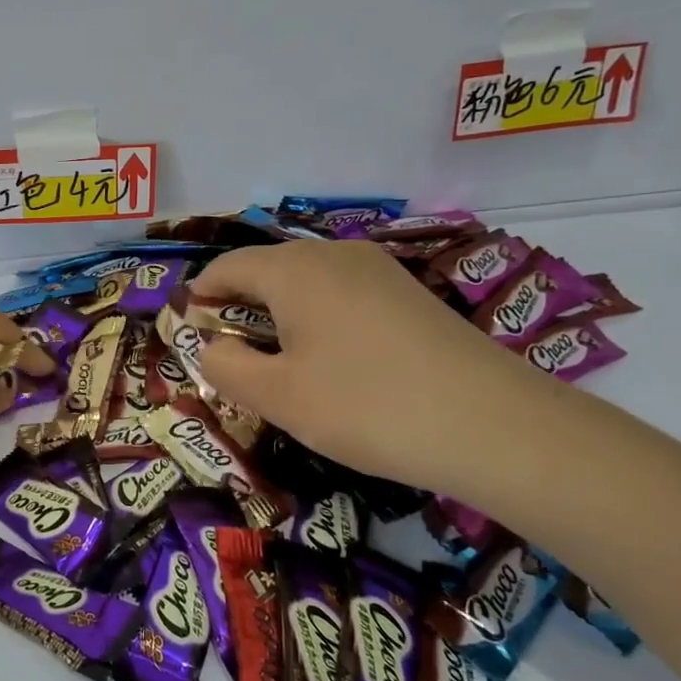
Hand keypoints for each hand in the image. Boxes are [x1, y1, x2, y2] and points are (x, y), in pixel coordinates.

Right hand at [192, 240, 547, 494]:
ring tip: (279, 367)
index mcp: (294, 269)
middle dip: (239, 310)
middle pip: (267, 272)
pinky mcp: (409, 296)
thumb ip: (228, 367)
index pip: (226, 267)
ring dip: (279, 319)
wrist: (493, 424)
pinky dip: (318, 322)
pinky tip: (333, 365)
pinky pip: (343, 297)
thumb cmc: (366, 406)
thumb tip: (213, 347)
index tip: (187, 334)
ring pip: (307, 285)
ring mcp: (378, 271)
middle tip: (230, 359)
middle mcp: (334, 255)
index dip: (200, 297)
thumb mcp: (279, 396)